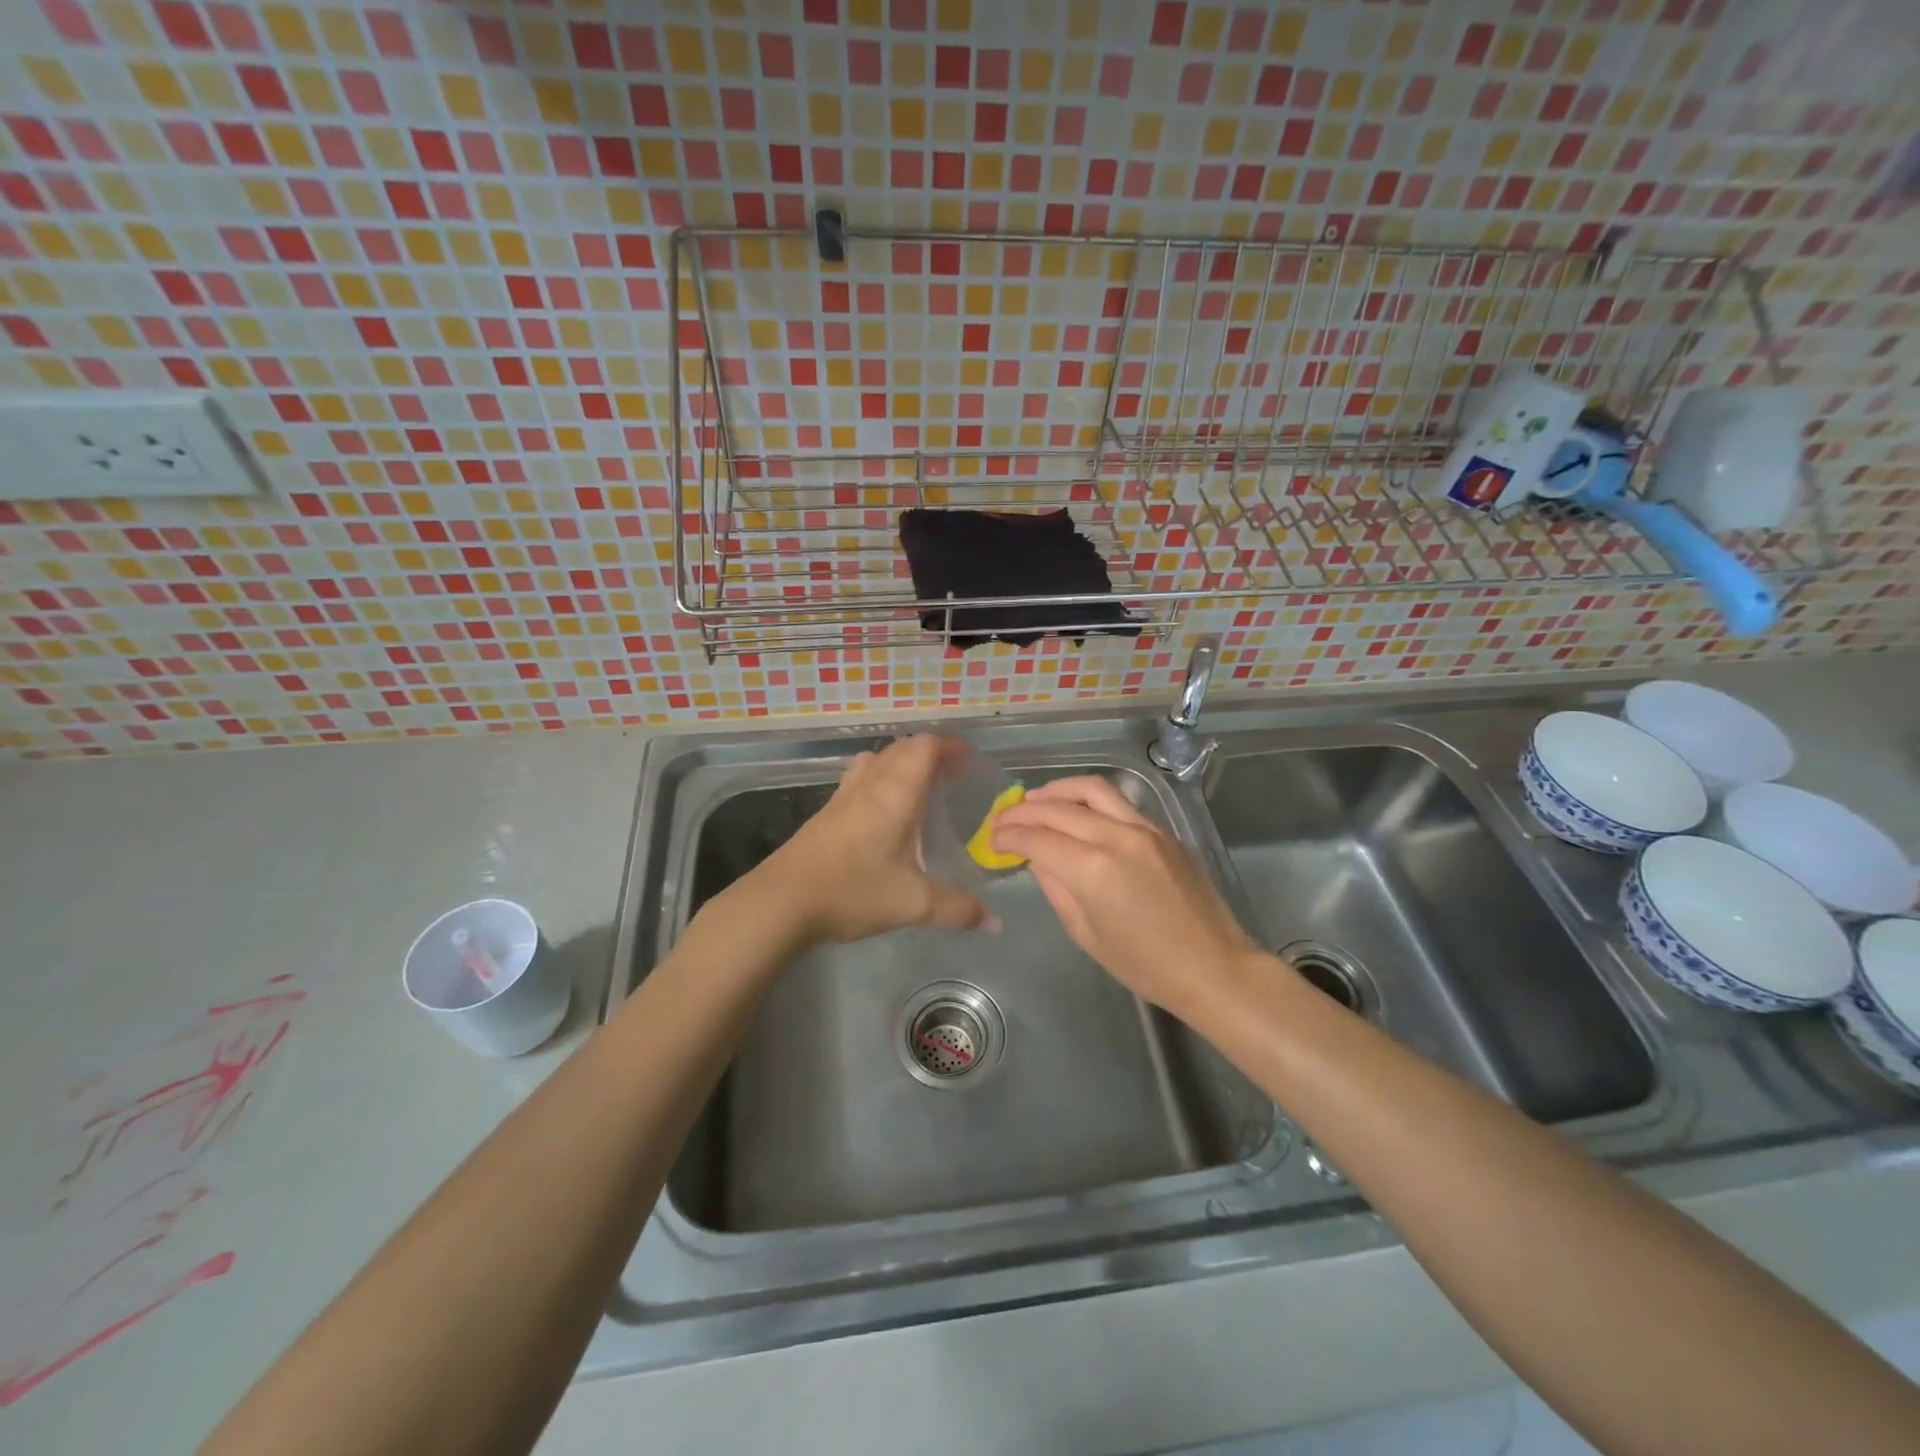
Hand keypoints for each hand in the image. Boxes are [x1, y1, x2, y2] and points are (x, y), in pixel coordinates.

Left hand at [749, 735, 987, 944]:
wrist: (781, 901)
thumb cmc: (852, 891)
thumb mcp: (913, 904)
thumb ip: (957, 909)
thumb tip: (994, 922)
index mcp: (895, 793)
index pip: (925, 747)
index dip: (950, 746)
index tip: (970, 760)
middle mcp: (870, 784)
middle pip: (902, 748)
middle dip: (931, 754)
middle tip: (953, 776)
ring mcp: (843, 796)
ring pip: (877, 761)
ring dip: (902, 764)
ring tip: (921, 789)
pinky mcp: (825, 813)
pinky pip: (860, 780)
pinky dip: (881, 781)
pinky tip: (885, 815)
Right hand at [990, 776, 1260, 1017]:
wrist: (1212, 966)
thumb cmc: (1144, 965)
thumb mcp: (1086, 933)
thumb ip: (1056, 887)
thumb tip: (1037, 857)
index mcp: (1093, 869)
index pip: (1038, 838)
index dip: (1009, 836)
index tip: (992, 839)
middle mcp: (1116, 836)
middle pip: (1058, 809)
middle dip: (1024, 811)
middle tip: (1003, 819)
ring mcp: (1144, 828)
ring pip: (1091, 789)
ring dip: (1056, 791)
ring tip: (1034, 800)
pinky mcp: (1162, 830)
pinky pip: (1118, 803)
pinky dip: (1088, 800)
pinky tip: (1076, 812)